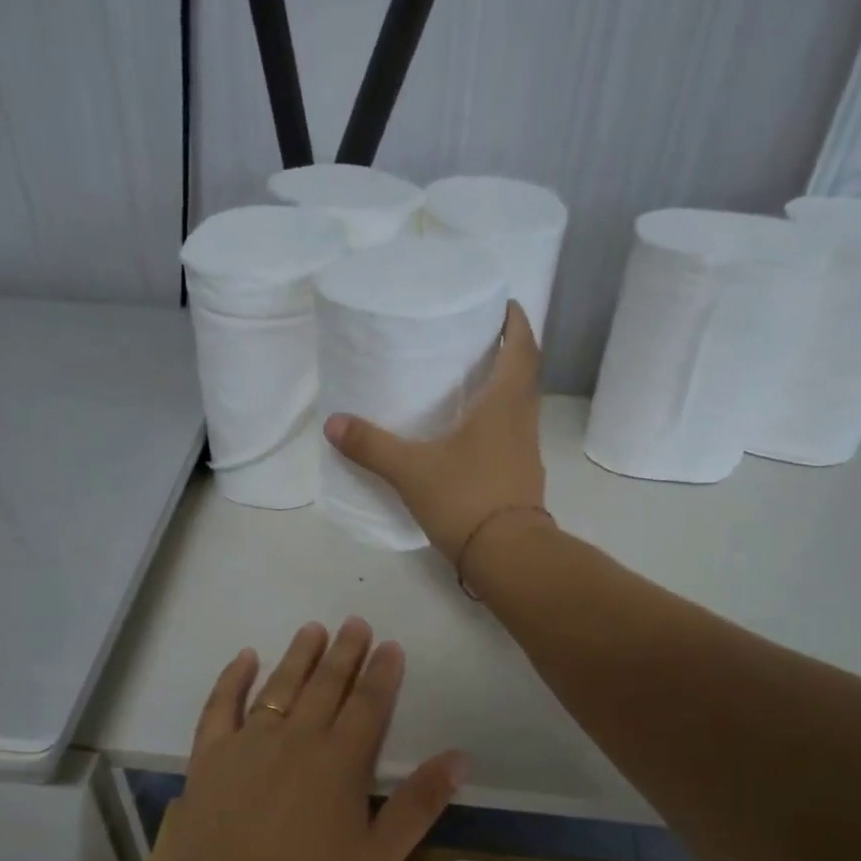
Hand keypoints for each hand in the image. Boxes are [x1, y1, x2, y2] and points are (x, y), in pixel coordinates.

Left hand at [152, 618, 465, 860]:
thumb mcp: (378, 858)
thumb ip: (419, 803)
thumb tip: (460, 756)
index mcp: (340, 762)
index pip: (369, 704)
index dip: (382, 672)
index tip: (391, 645)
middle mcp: (295, 739)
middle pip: (326, 685)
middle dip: (346, 652)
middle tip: (356, 623)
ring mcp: (247, 745)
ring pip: (279, 685)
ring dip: (299, 655)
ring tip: (314, 629)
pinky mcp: (209, 758)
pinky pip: (220, 706)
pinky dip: (232, 678)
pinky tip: (244, 657)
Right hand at [323, 300, 549, 570]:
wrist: (507, 555)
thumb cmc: (465, 498)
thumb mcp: (412, 471)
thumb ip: (373, 446)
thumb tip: (333, 424)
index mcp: (505, 403)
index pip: (522, 347)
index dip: (515, 322)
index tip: (503, 305)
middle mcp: (524, 421)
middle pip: (525, 375)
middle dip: (509, 352)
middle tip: (479, 340)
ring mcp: (527, 453)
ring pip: (521, 408)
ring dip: (505, 390)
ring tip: (473, 384)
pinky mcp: (523, 480)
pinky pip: (514, 438)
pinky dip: (499, 425)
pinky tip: (474, 438)